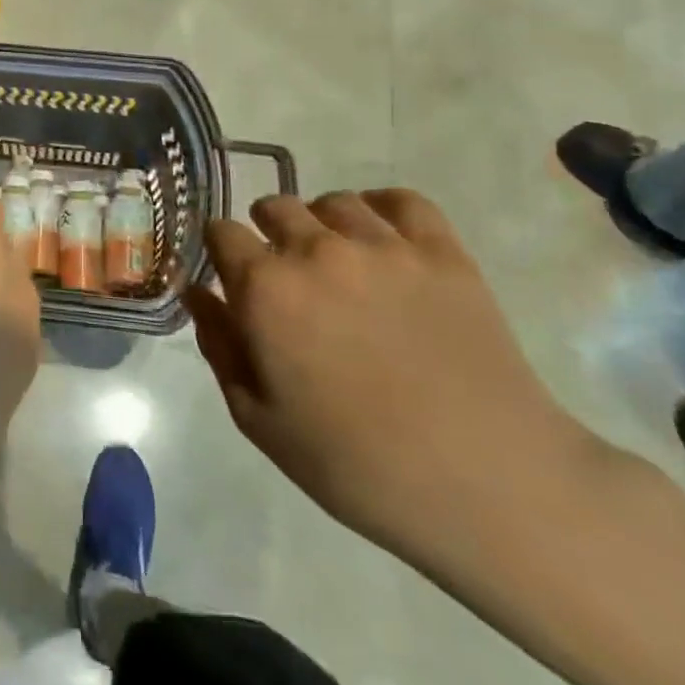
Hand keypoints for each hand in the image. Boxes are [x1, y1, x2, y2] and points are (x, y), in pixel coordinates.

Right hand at [184, 189, 596, 564]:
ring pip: (333, 201)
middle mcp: (316, 250)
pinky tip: (384, 239)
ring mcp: (383, 246)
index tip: (231, 275)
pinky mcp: (442, 252)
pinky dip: (383, 209)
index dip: (220, 251)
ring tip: (336, 259)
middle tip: (285, 275)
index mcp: (265, 288)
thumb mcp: (259, 419)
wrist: (486, 484)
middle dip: (267, 233)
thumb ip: (219, 345)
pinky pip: (402, 200)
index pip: (221, 232)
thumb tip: (198, 292)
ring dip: (322, 223)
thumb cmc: (355, 463)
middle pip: (274, 206)